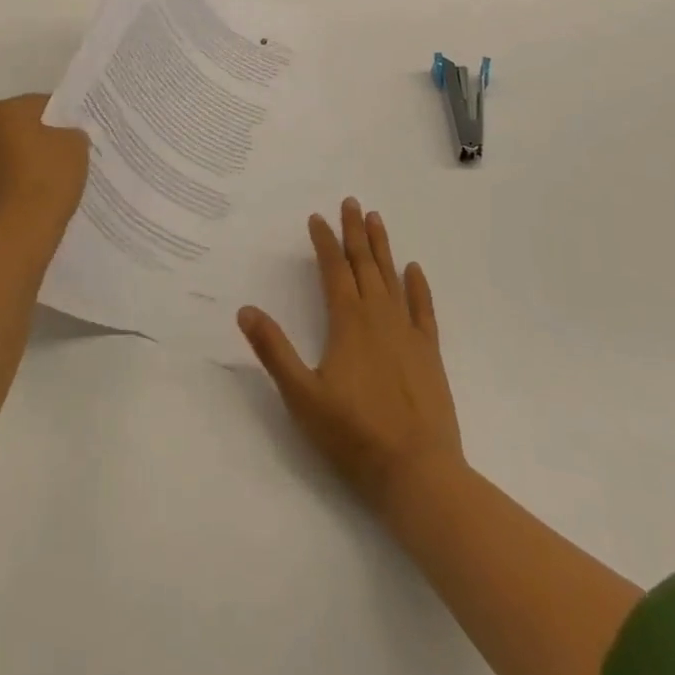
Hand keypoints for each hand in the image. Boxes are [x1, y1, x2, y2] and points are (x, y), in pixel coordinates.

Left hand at [0, 95, 88, 234]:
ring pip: (4, 159)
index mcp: (2, 112)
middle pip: (17, 131)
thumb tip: (64, 137)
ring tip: (47, 185)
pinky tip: (30, 205)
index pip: (39, 105)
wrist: (19, 232)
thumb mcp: (76, 145)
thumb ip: (71, 133)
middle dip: (36, 141)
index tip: (75, 134)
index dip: (61, 118)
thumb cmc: (47, 177)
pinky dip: (10, 191)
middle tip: (63, 157)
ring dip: (19, 166)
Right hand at [239, 198, 464, 515]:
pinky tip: (414, 269)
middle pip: (364, 264)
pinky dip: (418, 286)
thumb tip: (245, 310)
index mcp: (347, 322)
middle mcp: (378, 316)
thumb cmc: (354, 435)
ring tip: (377, 219)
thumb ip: (273, 350)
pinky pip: (423, 309)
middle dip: (355, 232)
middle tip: (351, 202)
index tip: (317, 217)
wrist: (418, 472)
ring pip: (392, 278)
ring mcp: (407, 332)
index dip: (324, 241)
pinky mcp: (430, 352)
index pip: (333, 269)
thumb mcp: (302, 396)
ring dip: (382, 247)